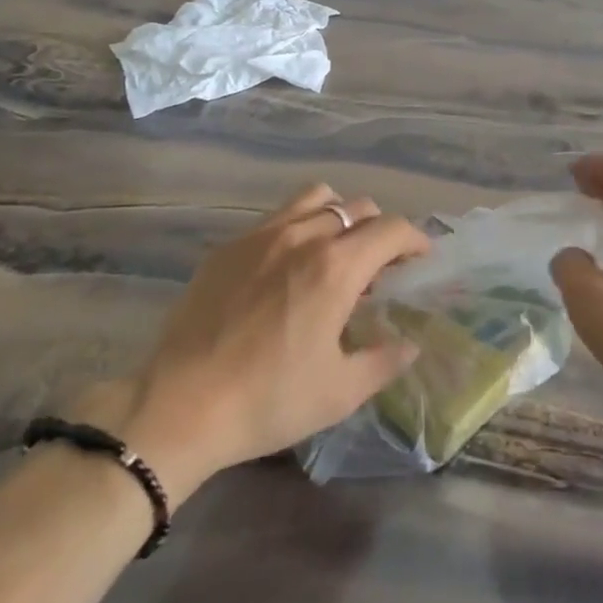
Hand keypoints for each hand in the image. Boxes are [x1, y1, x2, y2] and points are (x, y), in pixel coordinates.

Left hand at [84, 184, 428, 495]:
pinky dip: (299, 226)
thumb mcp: (339, 392)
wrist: (181, 404)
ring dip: (338, 215)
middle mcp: (303, 236)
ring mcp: (261, 235)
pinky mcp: (229, 246)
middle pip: (357, 207)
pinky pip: (277, 216)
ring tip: (335, 250)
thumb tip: (411, 344)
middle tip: (378, 266)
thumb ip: (384, 361)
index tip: (421, 257)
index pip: (391, 228)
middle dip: (379, 229)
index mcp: (336, 268)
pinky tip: (287, 265)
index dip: (415, 238)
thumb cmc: (269, 400)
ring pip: (315, 198)